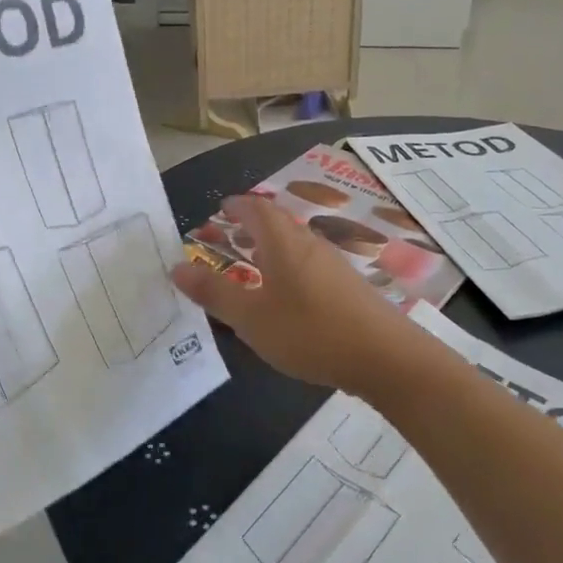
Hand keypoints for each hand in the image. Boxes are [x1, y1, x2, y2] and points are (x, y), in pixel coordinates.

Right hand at [171, 195, 413, 396]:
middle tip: (229, 233)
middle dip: (251, 223)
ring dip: (270, 245)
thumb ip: (214, 292)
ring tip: (252, 261)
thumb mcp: (251, 317)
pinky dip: (288, 265)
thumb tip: (176, 267)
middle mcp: (309, 244)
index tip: (220, 208)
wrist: (385, 357)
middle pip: (277, 222)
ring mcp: (333, 265)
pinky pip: (309, 263)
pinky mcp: (348, 287)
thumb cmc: (310, 331)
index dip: (236, 205)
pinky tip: (286, 294)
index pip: (256, 208)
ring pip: (295, 243)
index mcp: (283, 242)